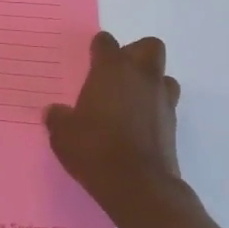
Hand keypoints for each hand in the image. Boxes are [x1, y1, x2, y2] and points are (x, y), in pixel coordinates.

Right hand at [45, 32, 183, 214]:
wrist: (137, 185)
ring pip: (164, 77)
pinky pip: (166, 105)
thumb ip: (59, 117)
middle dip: (136, 54)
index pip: (106, 42)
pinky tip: (138, 126)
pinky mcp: (174, 125)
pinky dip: (155, 110)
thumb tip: (54, 112)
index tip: (90, 61)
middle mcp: (141, 76)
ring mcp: (162, 100)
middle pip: (149, 47)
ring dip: (151, 83)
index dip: (98, 49)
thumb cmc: (95, 148)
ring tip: (132, 101)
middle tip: (117, 75)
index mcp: (112, 69)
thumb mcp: (63, 133)